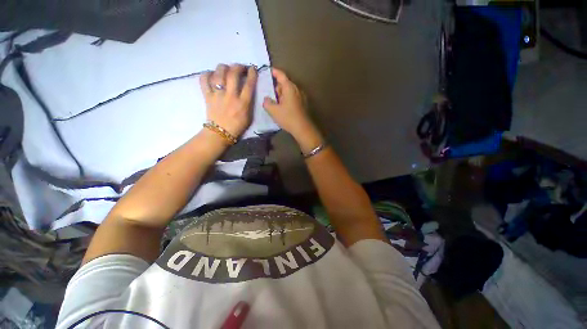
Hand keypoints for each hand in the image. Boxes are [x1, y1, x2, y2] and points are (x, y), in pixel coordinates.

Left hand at [200, 64, 257, 137]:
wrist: (220, 133)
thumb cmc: (237, 126)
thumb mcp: (249, 116)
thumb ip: (249, 102)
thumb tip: (247, 90)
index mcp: (243, 103)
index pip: (249, 84)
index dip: (252, 73)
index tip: (252, 68)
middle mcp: (231, 96)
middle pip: (233, 74)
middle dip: (238, 66)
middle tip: (240, 67)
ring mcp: (218, 95)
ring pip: (219, 73)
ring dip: (223, 67)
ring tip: (226, 68)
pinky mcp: (207, 96)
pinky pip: (204, 80)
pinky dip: (206, 74)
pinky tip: (211, 74)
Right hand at [263, 68, 322, 151]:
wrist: (303, 128)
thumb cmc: (288, 118)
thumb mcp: (273, 111)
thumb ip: (267, 102)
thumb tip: (266, 99)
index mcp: (289, 88)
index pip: (281, 75)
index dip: (274, 72)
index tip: (268, 70)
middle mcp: (296, 90)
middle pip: (285, 83)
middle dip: (277, 87)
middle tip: (269, 93)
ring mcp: (301, 97)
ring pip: (289, 91)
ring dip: (282, 94)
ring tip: (275, 103)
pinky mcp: (303, 104)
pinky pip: (293, 97)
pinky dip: (287, 99)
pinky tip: (283, 108)